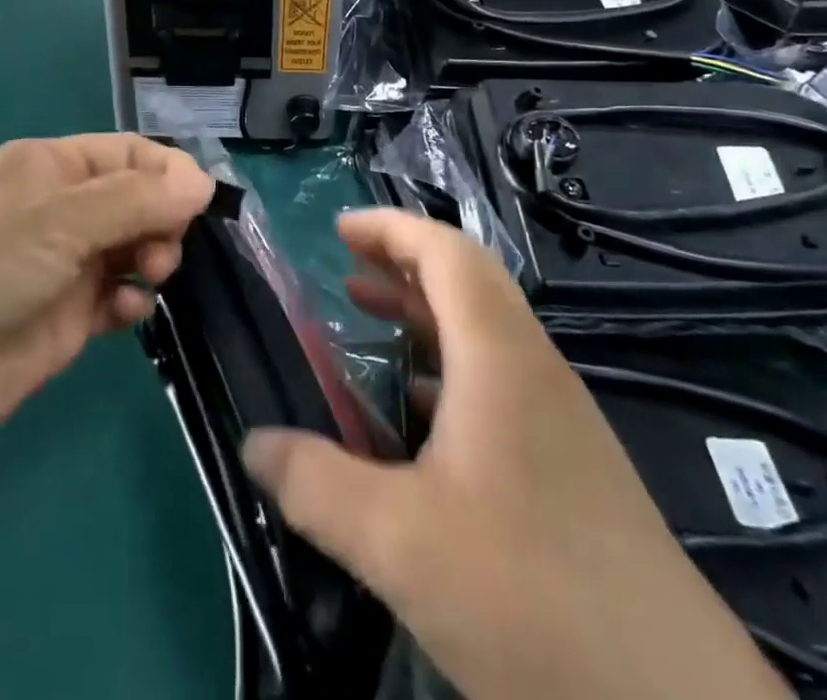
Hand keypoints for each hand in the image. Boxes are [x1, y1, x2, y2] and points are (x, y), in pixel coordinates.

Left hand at [0, 136, 212, 453]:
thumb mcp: (57, 220)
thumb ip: (135, 200)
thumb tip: (203, 182)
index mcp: (52, 167)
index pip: (128, 153)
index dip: (168, 172)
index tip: (200, 203)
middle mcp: (62, 209)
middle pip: (138, 200)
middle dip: (162, 219)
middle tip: (162, 250)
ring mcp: (65, 263)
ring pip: (134, 246)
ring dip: (153, 257)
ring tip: (147, 277)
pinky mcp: (68, 315)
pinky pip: (119, 295)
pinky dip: (132, 299)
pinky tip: (124, 311)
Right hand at [243, 211, 787, 699]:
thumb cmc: (532, 597)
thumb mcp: (399, 541)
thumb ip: (315, 484)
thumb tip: (253, 444)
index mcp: (501, 358)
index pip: (446, 253)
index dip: (391, 228)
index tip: (337, 229)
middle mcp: (536, 372)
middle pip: (468, 284)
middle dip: (402, 264)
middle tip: (345, 271)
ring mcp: (562, 422)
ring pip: (484, 336)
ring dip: (424, 318)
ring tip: (368, 326)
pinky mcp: (574, 472)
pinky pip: (499, 387)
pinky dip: (447, 373)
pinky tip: (414, 423)